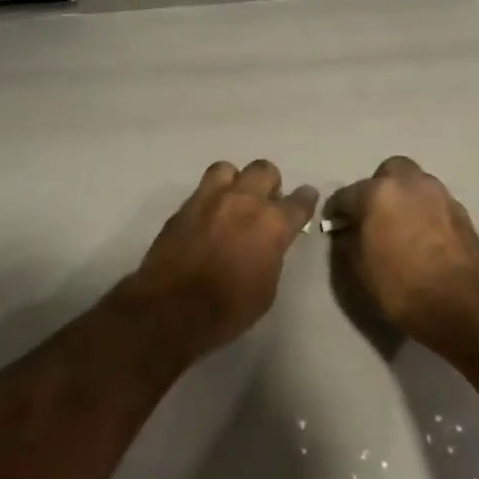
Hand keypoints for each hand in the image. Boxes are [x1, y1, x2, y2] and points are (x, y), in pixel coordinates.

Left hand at [123, 160, 319, 357]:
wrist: (172, 309)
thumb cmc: (229, 308)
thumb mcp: (266, 287)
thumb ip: (271, 254)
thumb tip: (267, 244)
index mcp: (273, 224)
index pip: (299, 201)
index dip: (306, 199)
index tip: (306, 199)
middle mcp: (244, 201)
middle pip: (264, 170)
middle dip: (269, 184)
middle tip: (265, 203)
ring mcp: (210, 199)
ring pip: (227, 169)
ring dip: (235, 182)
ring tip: (232, 201)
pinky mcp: (183, 208)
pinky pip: (201, 190)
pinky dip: (209, 199)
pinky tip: (207, 218)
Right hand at [325, 157, 478, 345]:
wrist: (462, 304)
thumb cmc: (401, 286)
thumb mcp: (360, 269)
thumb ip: (349, 241)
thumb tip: (347, 230)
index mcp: (379, 193)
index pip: (346, 194)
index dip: (336, 210)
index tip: (333, 223)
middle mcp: (411, 184)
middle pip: (389, 172)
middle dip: (378, 188)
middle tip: (373, 215)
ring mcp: (441, 195)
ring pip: (416, 185)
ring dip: (405, 198)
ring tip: (400, 226)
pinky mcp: (462, 212)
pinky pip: (435, 203)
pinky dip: (425, 213)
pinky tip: (422, 237)